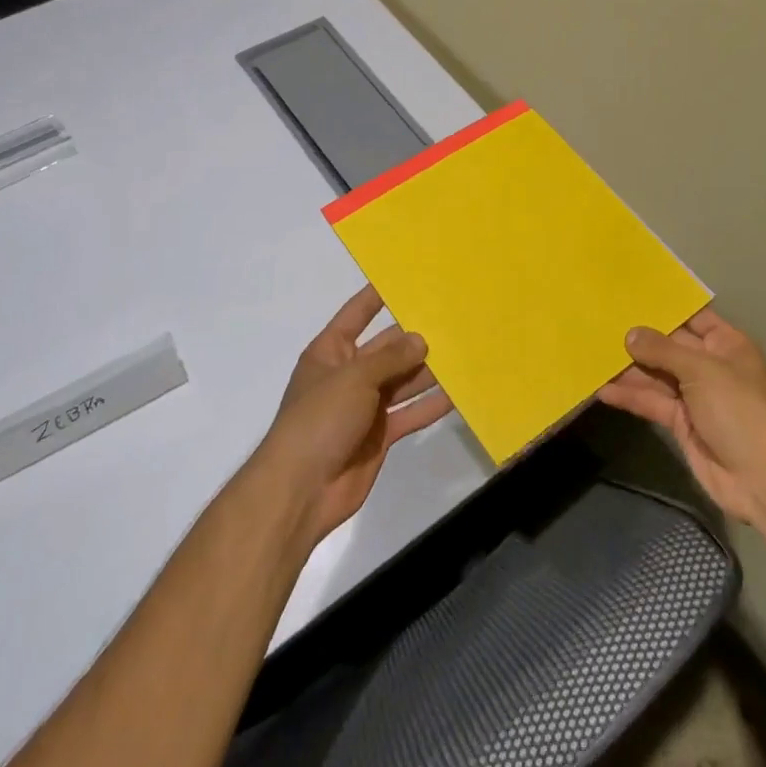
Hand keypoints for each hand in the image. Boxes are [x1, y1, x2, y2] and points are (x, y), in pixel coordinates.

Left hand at [251, 284, 453, 549]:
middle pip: (387, 348)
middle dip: (416, 337)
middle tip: (453, 319)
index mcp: (331, 352)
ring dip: (428, 371)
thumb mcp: (353, 378)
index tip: (407, 276)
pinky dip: (431, 405)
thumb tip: (421, 341)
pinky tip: (458, 394)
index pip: (357, 314)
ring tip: (464, 352)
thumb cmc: (319, 420)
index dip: (378, 296)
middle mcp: (349, 375)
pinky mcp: (380, 435)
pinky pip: (410, 414)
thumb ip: (390, 358)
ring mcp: (365, 407)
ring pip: (403, 381)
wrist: (301, 490)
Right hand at [598, 307, 765, 529]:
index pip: (694, 318)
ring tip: (594, 356)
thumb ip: (662, 350)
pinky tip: (603, 390)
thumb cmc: (737, 409)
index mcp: (727, 345)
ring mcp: (695, 396)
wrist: (758, 477)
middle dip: (640, 340)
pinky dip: (631, 397)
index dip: (666, 309)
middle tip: (601, 326)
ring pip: (657, 376)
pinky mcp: (681, 423)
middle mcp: (710, 367)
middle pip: (670, 347)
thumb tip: (630, 334)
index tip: (631, 298)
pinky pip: (653, 403)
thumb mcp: (700, 370)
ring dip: (630, 370)